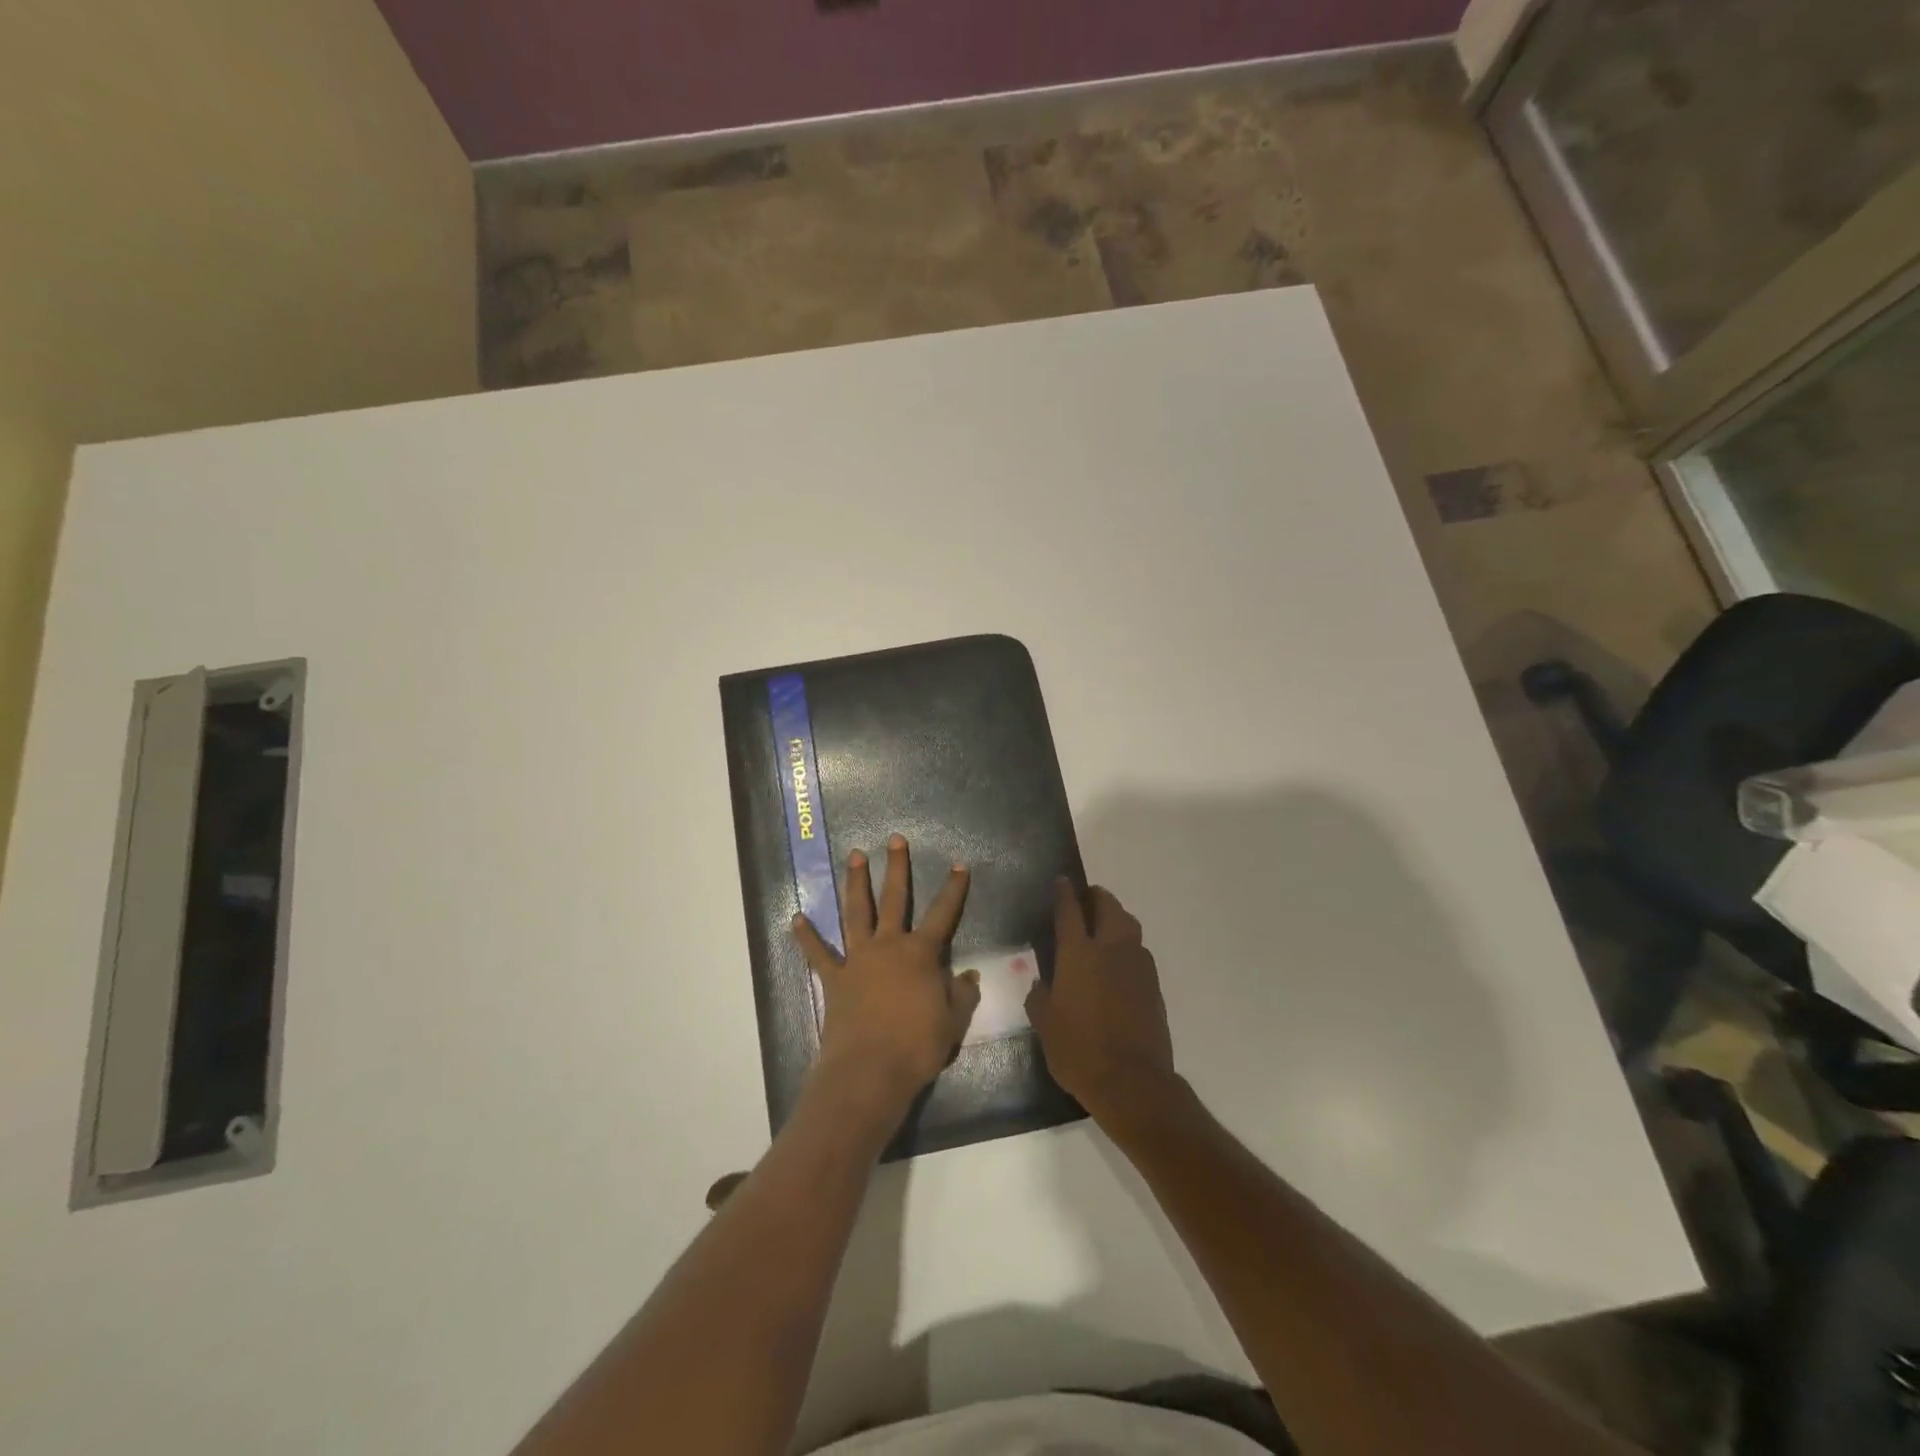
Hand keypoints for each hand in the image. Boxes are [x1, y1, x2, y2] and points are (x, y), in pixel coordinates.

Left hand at [793, 835, 981, 1121]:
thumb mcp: (953, 1021)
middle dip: (896, 868)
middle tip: (895, 840)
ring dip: (855, 884)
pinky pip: (818, 954)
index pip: (943, 914)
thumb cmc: (917, 1046)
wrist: (869, 1070)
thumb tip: (969, 974)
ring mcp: (858, 960)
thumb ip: (962, 994)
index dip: (953, 890)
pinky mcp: (834, 979)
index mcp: (920, 954)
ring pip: (857, 913)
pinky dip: (806, 937)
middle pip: (894, 900)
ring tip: (853, 856)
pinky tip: (796, 919)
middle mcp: (888, 946)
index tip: (958, 865)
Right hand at [1026, 880, 1176, 1122]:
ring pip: (1129, 926)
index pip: (1070, 911)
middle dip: (1097, 897)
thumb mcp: (1045, 1025)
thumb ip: (1040, 998)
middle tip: (1086, 898)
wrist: (1133, 1082)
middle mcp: (1110, 950)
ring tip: (1104, 925)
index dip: (1065, 893)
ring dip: (1116, 917)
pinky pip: (1139, 952)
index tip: (1062, 881)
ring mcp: (1137, 965)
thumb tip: (1041, 985)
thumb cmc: (1079, 1051)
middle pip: (1108, 907)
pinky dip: (1128, 945)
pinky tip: (1118, 962)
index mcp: (1078, 954)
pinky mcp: (1154, 985)